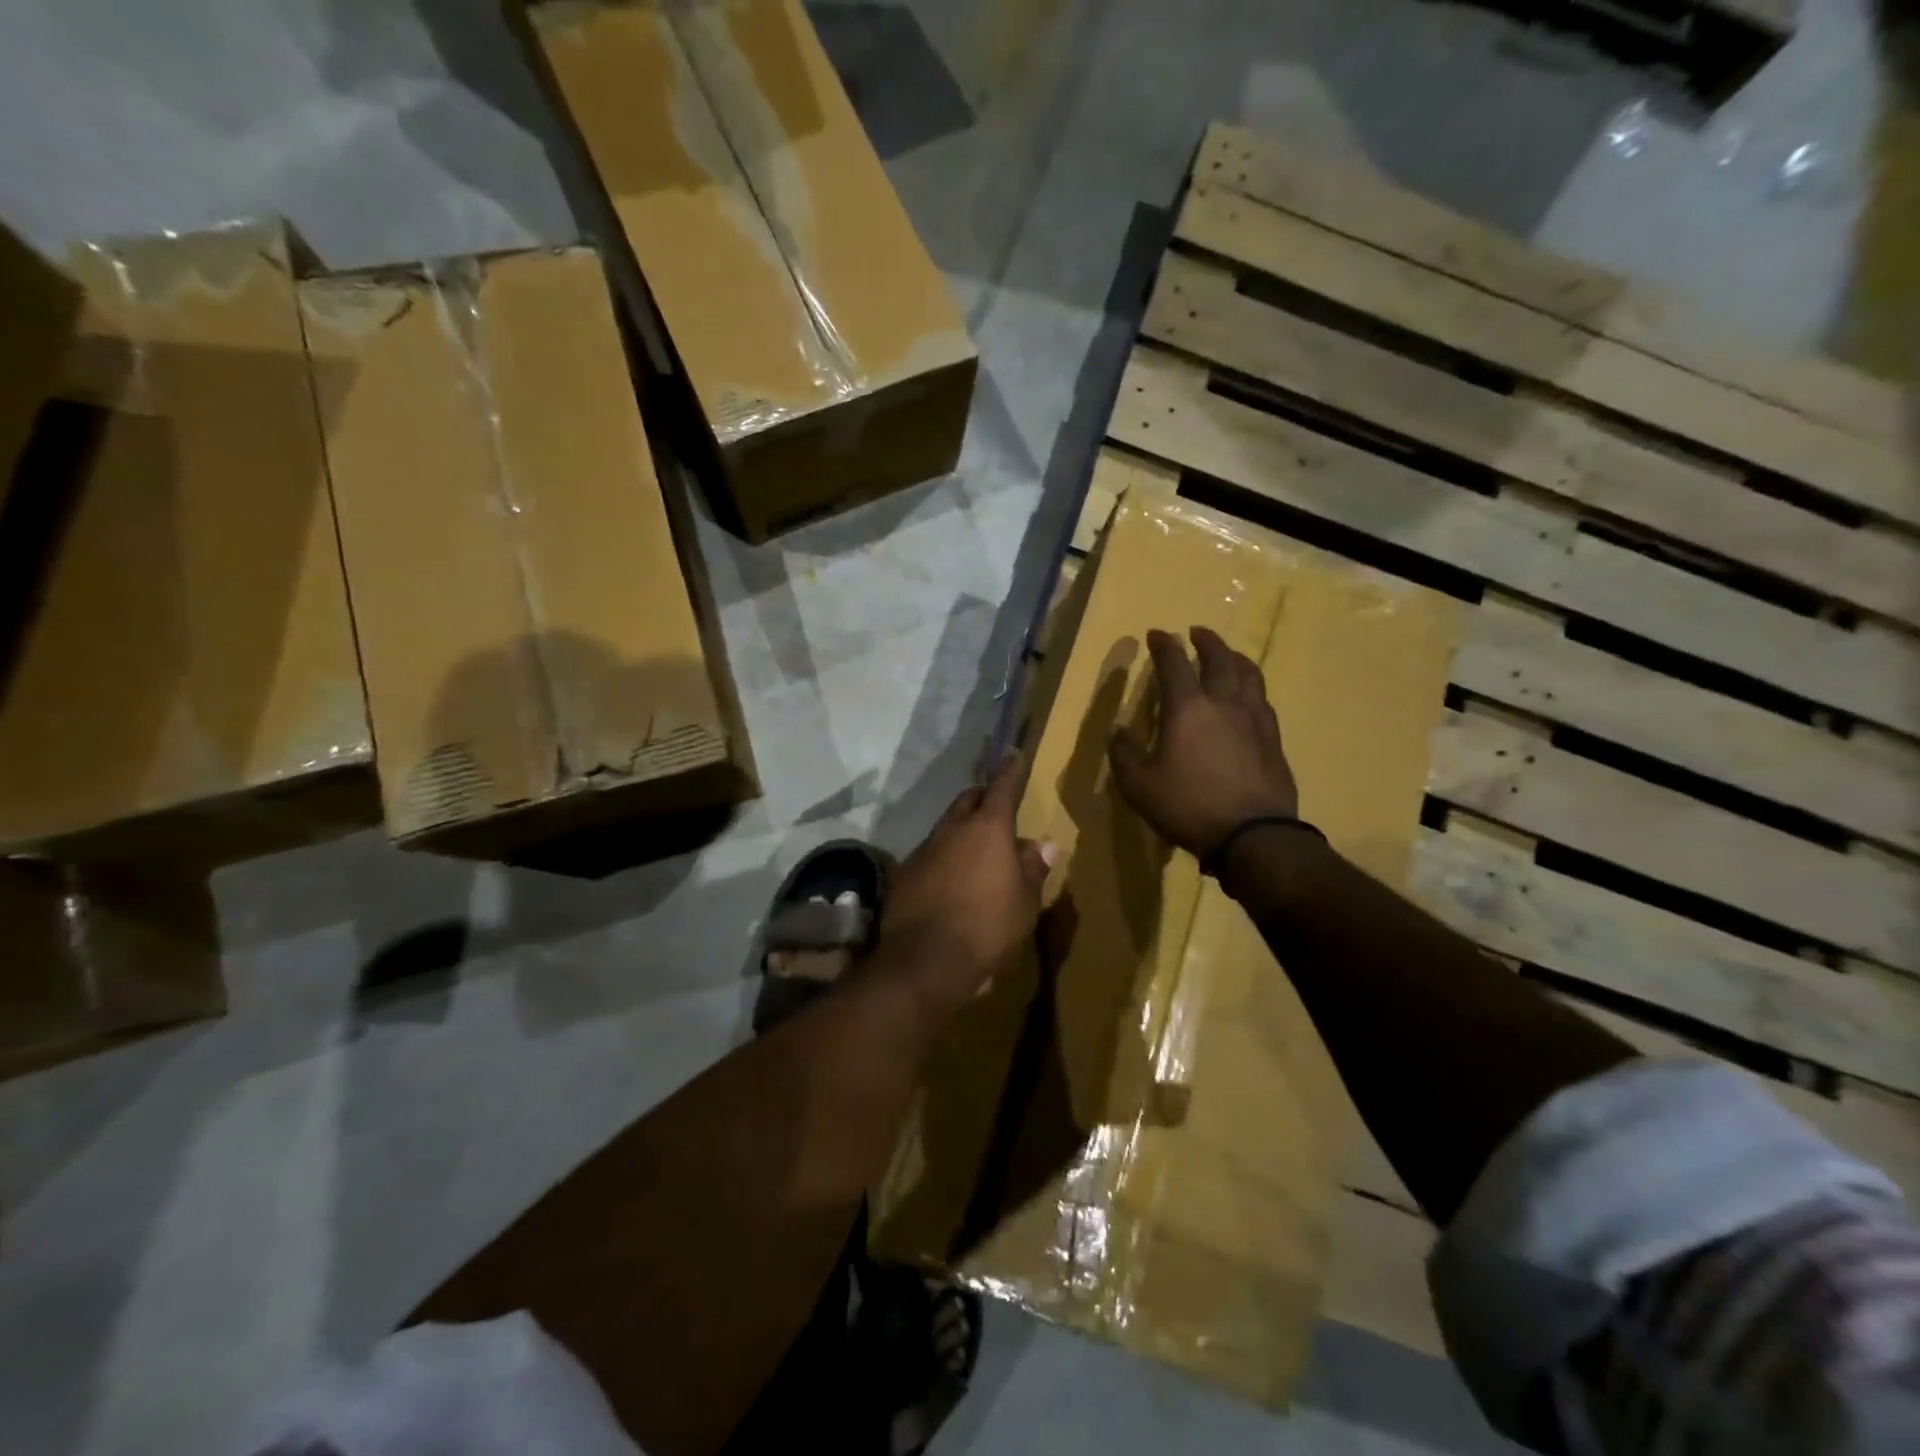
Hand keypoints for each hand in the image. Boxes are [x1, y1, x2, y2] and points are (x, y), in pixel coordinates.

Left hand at [878, 752, 1055, 1020]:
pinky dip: (943, 856)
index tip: (1013, 754)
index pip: (1002, 787)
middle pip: (968, 800)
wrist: (924, 960)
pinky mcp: (904, 873)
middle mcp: (952, 829)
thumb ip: (1032, 869)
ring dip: (961, 830)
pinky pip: (929, 853)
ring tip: (975, 849)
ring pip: (946, 827)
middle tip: (995, 806)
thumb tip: (1041, 845)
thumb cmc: (988, 928)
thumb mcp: (1025, 903)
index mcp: (988, 829)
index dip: (1010, 770)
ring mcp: (924, 849)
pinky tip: (949, 879)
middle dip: (983, 798)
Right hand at [1108, 627, 1297, 859]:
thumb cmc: (1187, 805)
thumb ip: (1124, 753)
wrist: (1253, 834)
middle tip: (1196, 632)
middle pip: (1219, 659)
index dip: (1163, 645)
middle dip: (1206, 641)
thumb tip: (1119, 731)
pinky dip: (1251, 687)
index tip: (1156, 633)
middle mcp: (1224, 703)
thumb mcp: (1138, 785)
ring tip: (1228, 655)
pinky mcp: (1273, 739)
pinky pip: (1263, 700)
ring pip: (1248, 674)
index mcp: (1187, 708)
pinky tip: (1249, 697)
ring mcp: (1254, 719)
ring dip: (1235, 658)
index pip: (1173, 664)